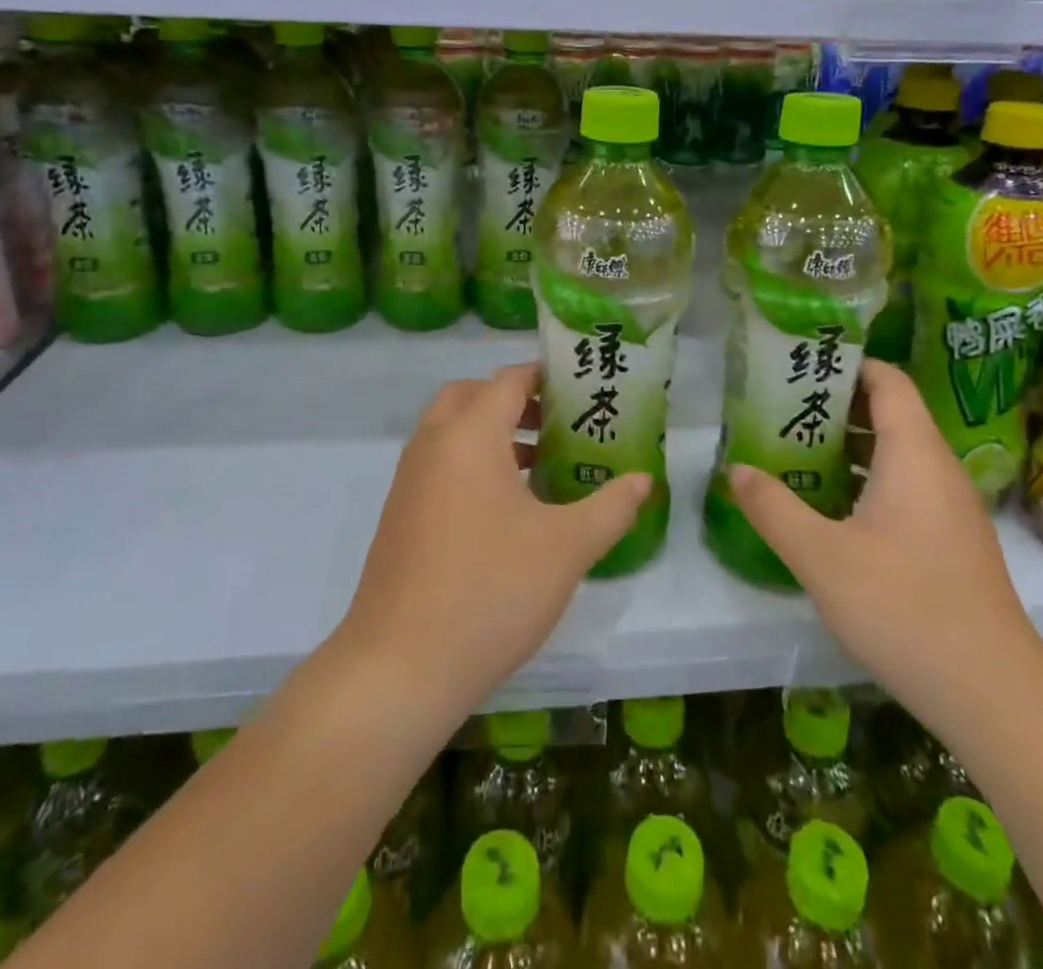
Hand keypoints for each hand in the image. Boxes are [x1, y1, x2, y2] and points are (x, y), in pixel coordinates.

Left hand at [335, 363, 650, 720]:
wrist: (400, 667)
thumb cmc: (490, 590)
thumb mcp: (566, 548)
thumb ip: (610, 506)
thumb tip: (642, 480)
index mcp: (469, 435)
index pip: (509, 380)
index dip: (546, 375)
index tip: (582, 385)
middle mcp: (433, 444)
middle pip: (472, 395)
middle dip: (514, 399)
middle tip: (558, 421)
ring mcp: (410, 480)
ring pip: (452, 431)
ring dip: (492, 432)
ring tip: (543, 463)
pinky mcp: (401, 514)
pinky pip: (441, 464)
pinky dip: (472, 462)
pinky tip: (508, 508)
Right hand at [728, 360, 1040, 715]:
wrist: (993, 695)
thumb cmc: (904, 608)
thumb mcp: (821, 557)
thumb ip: (773, 508)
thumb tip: (734, 470)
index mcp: (914, 455)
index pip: (887, 381)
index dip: (848, 364)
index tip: (801, 365)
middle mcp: (939, 470)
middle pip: (891, 414)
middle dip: (836, 407)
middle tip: (782, 411)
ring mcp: (951, 509)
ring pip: (898, 455)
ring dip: (849, 447)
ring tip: (796, 453)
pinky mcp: (953, 542)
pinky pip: (907, 488)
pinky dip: (868, 481)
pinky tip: (832, 510)